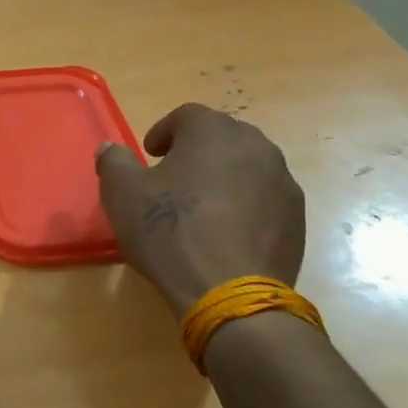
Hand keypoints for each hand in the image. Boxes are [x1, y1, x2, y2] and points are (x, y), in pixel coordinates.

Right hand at [95, 104, 304, 315]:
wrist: (229, 292)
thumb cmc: (169, 231)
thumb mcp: (122, 194)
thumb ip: (113, 162)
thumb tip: (110, 149)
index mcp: (213, 131)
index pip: (186, 115)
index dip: (164, 131)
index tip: (150, 155)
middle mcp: (256, 146)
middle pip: (222, 137)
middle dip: (196, 152)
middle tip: (173, 179)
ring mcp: (282, 182)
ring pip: (247, 167)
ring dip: (223, 178)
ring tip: (200, 208)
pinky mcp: (296, 218)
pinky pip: (264, 199)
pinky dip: (245, 206)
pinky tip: (224, 234)